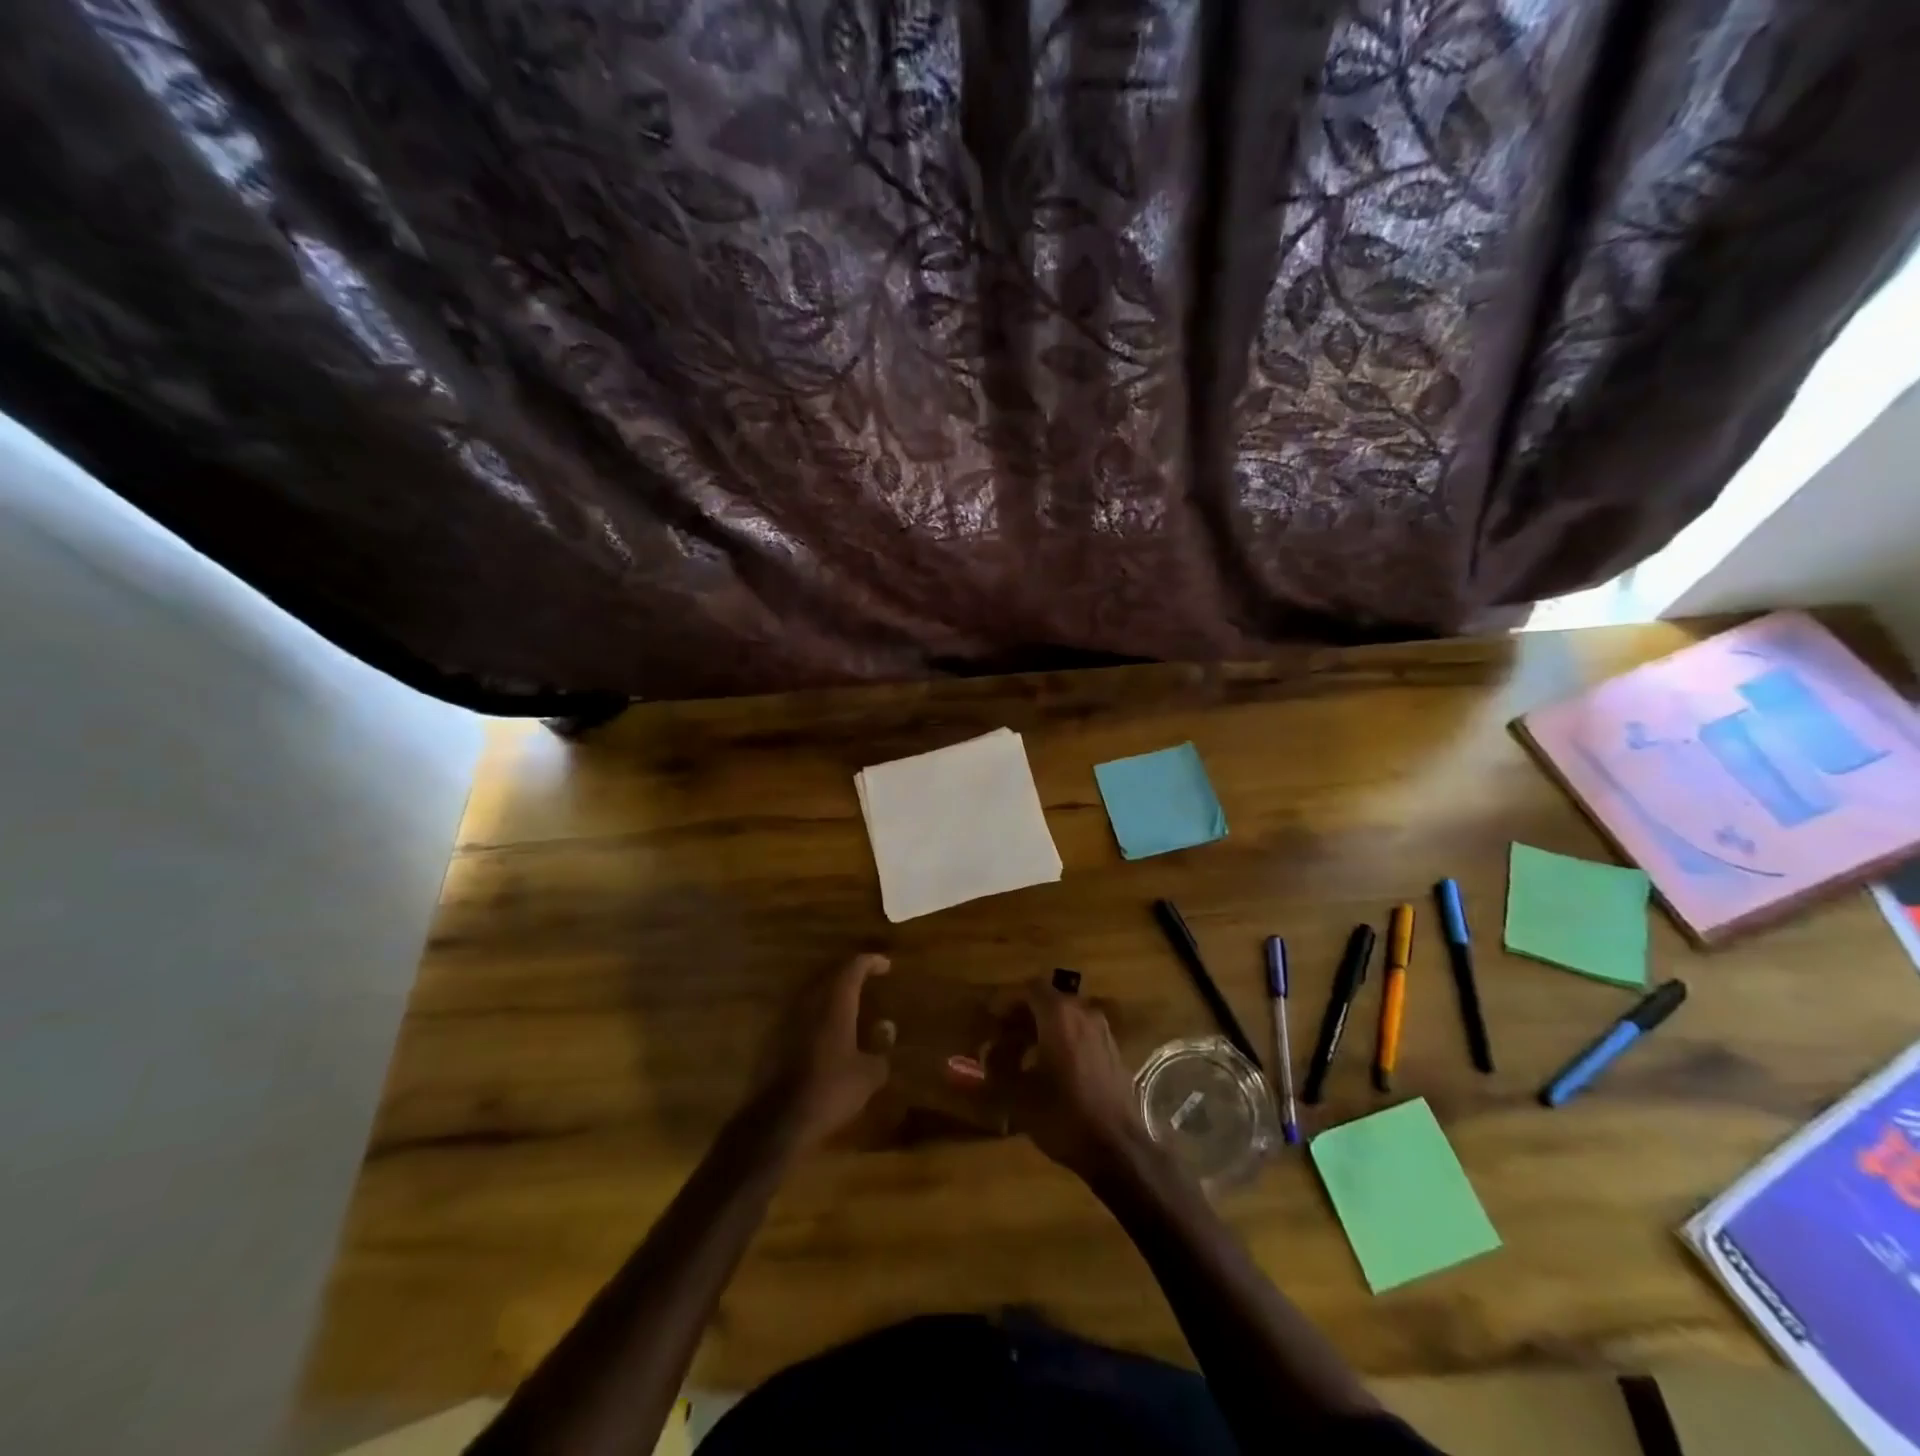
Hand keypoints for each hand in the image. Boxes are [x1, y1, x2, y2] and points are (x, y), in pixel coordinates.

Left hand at [748, 954, 893, 1152]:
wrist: (776, 1120)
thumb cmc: (830, 1090)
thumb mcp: (868, 1075)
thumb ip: (880, 1049)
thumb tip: (886, 1028)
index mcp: (834, 1002)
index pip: (853, 967)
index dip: (870, 962)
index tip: (885, 965)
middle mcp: (808, 1001)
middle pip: (830, 974)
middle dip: (849, 974)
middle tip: (866, 979)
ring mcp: (786, 1018)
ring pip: (811, 992)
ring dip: (830, 993)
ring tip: (847, 1003)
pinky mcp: (772, 1038)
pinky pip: (799, 1013)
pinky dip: (815, 1013)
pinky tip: (824, 1030)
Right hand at [966, 979, 1142, 1176]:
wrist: (1118, 1149)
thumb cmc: (1063, 1115)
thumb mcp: (1017, 1095)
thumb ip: (997, 1067)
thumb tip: (987, 1052)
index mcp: (1059, 1015)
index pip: (1030, 988)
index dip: (1007, 1002)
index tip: (992, 1020)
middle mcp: (1084, 1014)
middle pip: (1048, 1002)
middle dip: (1023, 1017)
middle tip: (1002, 1040)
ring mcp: (1102, 1032)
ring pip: (1066, 1019)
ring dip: (1042, 1030)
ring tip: (1023, 1057)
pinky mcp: (1113, 1053)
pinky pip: (1080, 1034)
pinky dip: (1061, 1041)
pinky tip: (1050, 1070)